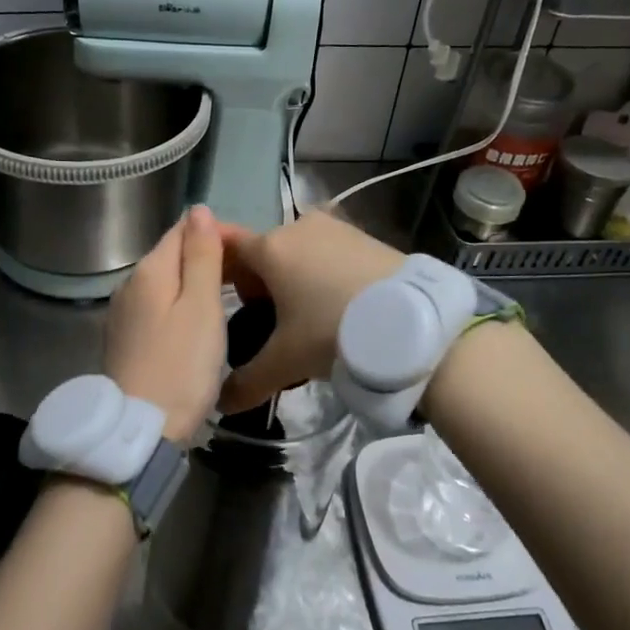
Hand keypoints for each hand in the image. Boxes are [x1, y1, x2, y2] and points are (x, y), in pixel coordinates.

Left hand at [104, 206, 226, 442]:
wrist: (139, 430)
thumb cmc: (181, 366)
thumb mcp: (201, 306)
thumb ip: (201, 256)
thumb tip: (199, 209)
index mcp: (149, 270)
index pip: (183, 229)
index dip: (217, 233)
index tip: (250, 254)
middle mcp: (129, 284)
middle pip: (172, 256)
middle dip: (207, 258)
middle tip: (247, 282)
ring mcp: (122, 314)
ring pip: (165, 284)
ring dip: (194, 284)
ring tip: (229, 302)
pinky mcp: (124, 340)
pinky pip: (157, 308)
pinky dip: (180, 308)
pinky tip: (197, 326)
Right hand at [215, 210, 403, 413]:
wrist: (413, 324)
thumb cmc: (333, 332)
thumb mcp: (285, 362)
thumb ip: (247, 381)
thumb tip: (220, 403)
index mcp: (271, 247)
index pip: (226, 246)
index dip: (217, 270)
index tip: (219, 297)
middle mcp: (298, 226)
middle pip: (263, 252)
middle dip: (257, 284)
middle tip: (267, 324)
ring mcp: (335, 228)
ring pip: (296, 251)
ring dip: (290, 278)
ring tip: (304, 319)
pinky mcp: (364, 236)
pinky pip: (327, 252)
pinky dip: (320, 273)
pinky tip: (335, 306)